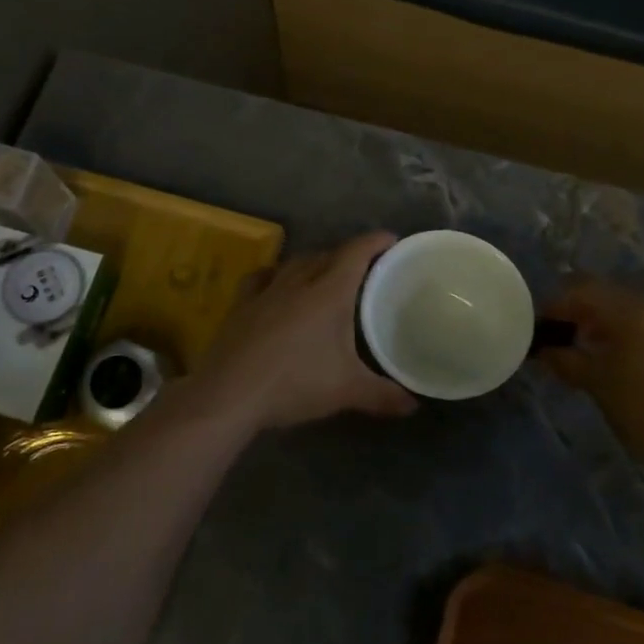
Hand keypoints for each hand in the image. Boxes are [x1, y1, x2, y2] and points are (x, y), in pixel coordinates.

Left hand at [190, 232, 417, 431]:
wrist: (230, 393)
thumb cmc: (295, 383)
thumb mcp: (346, 391)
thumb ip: (383, 395)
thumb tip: (413, 405)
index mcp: (328, 293)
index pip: (356, 254)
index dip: (375, 242)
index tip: (390, 238)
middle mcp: (297, 282)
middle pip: (326, 255)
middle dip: (346, 255)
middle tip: (363, 267)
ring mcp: (266, 291)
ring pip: (294, 263)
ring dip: (313, 262)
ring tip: (323, 273)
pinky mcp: (241, 305)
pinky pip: (262, 277)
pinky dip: (275, 274)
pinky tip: (275, 283)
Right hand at [538, 278, 643, 460]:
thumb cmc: (643, 412)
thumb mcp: (596, 384)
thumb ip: (566, 360)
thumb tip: (546, 351)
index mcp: (636, 311)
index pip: (586, 291)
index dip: (559, 304)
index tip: (546, 324)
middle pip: (620, 303)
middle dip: (594, 319)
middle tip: (576, 342)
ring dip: (627, 334)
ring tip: (616, 362)